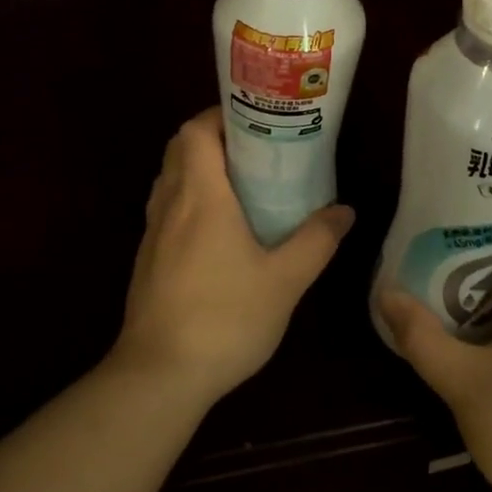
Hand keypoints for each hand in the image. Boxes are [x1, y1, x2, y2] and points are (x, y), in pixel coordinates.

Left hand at [115, 107, 354, 410]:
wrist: (159, 376)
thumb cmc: (225, 318)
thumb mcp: (285, 281)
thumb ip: (316, 241)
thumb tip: (344, 211)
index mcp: (200, 196)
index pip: (195, 131)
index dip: (220, 116)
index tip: (255, 122)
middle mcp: (170, 204)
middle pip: (179, 149)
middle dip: (213, 138)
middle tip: (255, 150)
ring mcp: (152, 232)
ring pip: (170, 179)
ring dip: (199, 169)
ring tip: (241, 184)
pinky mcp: (147, 259)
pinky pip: (166, 209)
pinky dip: (189, 200)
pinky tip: (219, 231)